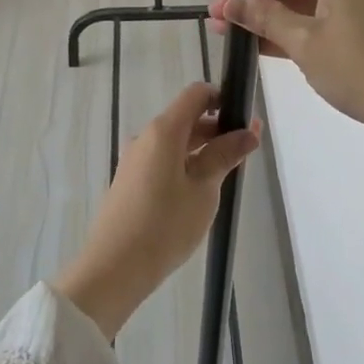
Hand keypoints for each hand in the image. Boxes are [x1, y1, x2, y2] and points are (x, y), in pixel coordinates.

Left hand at [52, 83, 259, 339]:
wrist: (114, 268)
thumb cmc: (165, 225)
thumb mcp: (204, 189)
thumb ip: (226, 155)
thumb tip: (249, 131)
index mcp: (164, 130)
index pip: (196, 94)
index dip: (223, 99)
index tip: (245, 120)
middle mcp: (146, 137)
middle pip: (187, 118)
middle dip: (218, 129)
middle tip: (246, 153)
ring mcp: (136, 159)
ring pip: (176, 142)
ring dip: (203, 150)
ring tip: (228, 176)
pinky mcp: (131, 181)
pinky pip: (164, 160)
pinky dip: (186, 165)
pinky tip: (201, 192)